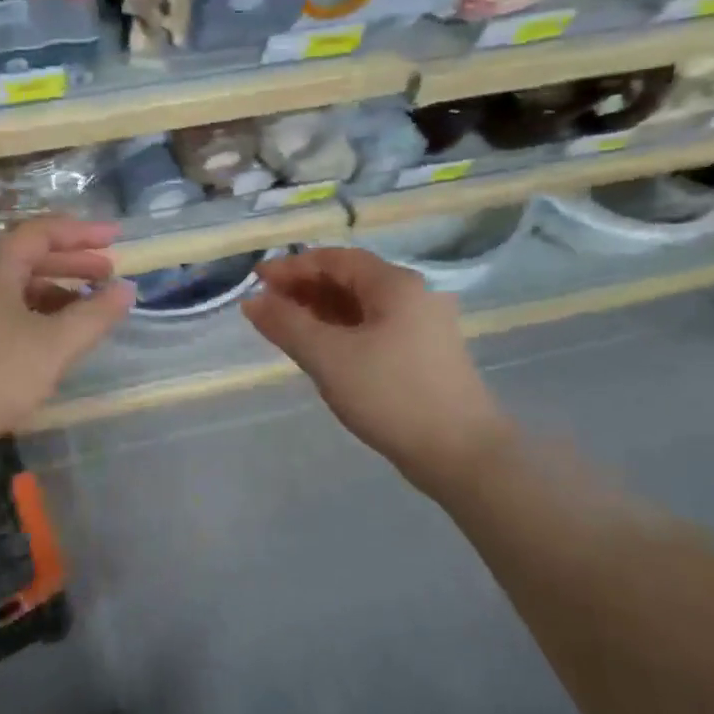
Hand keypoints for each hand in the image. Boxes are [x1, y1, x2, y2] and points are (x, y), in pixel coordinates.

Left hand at [0, 218, 133, 471]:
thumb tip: (126, 289)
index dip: (84, 233)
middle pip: (27, 255)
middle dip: (71, 263)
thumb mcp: (55, 345)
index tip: (117, 239)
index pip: (44, 231)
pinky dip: (29, 311)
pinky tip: (47, 336)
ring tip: (85, 308)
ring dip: (52, 290)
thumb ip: (95, 314)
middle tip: (107, 273)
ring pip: (12, 284)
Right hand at [243, 248, 509, 490]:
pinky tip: (321, 349)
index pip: (335, 259)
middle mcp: (413, 295)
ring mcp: (422, 325)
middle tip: (267, 306)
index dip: (292, 267)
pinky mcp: (422, 354)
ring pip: (361, 306)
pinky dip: (341, 331)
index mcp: (395, 284)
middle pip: (349, 279)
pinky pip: (373, 328)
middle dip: (305, 288)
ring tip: (286, 327)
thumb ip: (287, 324)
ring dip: (321, 310)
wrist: (461, 453)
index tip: (257, 281)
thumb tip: (253, 301)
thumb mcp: (328, 357)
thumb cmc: (390, 395)